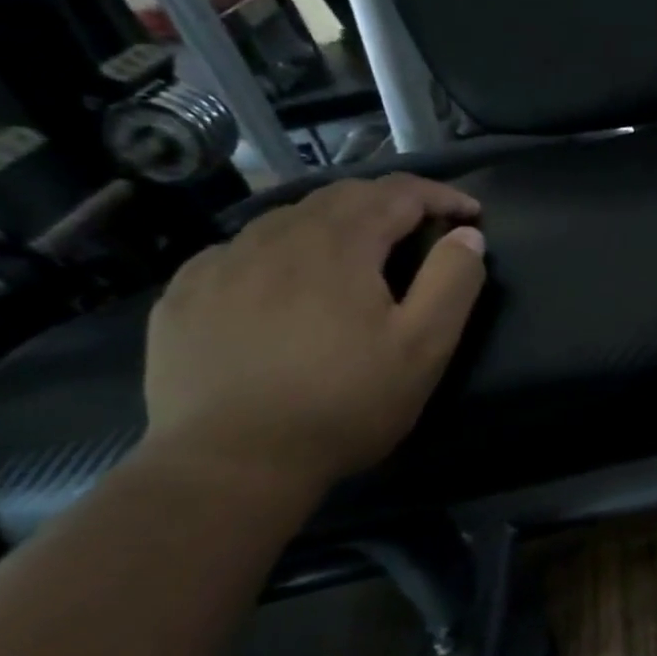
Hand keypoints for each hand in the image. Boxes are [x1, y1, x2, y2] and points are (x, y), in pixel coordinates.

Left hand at [140, 175, 487, 497]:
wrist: (231, 462)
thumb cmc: (345, 403)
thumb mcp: (424, 347)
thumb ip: (453, 282)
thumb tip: (467, 236)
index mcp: (338, 244)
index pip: (397, 193)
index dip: (440, 195)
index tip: (471, 214)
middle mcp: (275, 236)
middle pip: (341, 196)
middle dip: (390, 203)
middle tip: (421, 229)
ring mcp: (221, 263)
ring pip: (288, 219)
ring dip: (335, 224)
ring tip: (356, 255)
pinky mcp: (185, 295)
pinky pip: (242, 252)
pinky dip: (281, 253)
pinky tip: (285, 286)